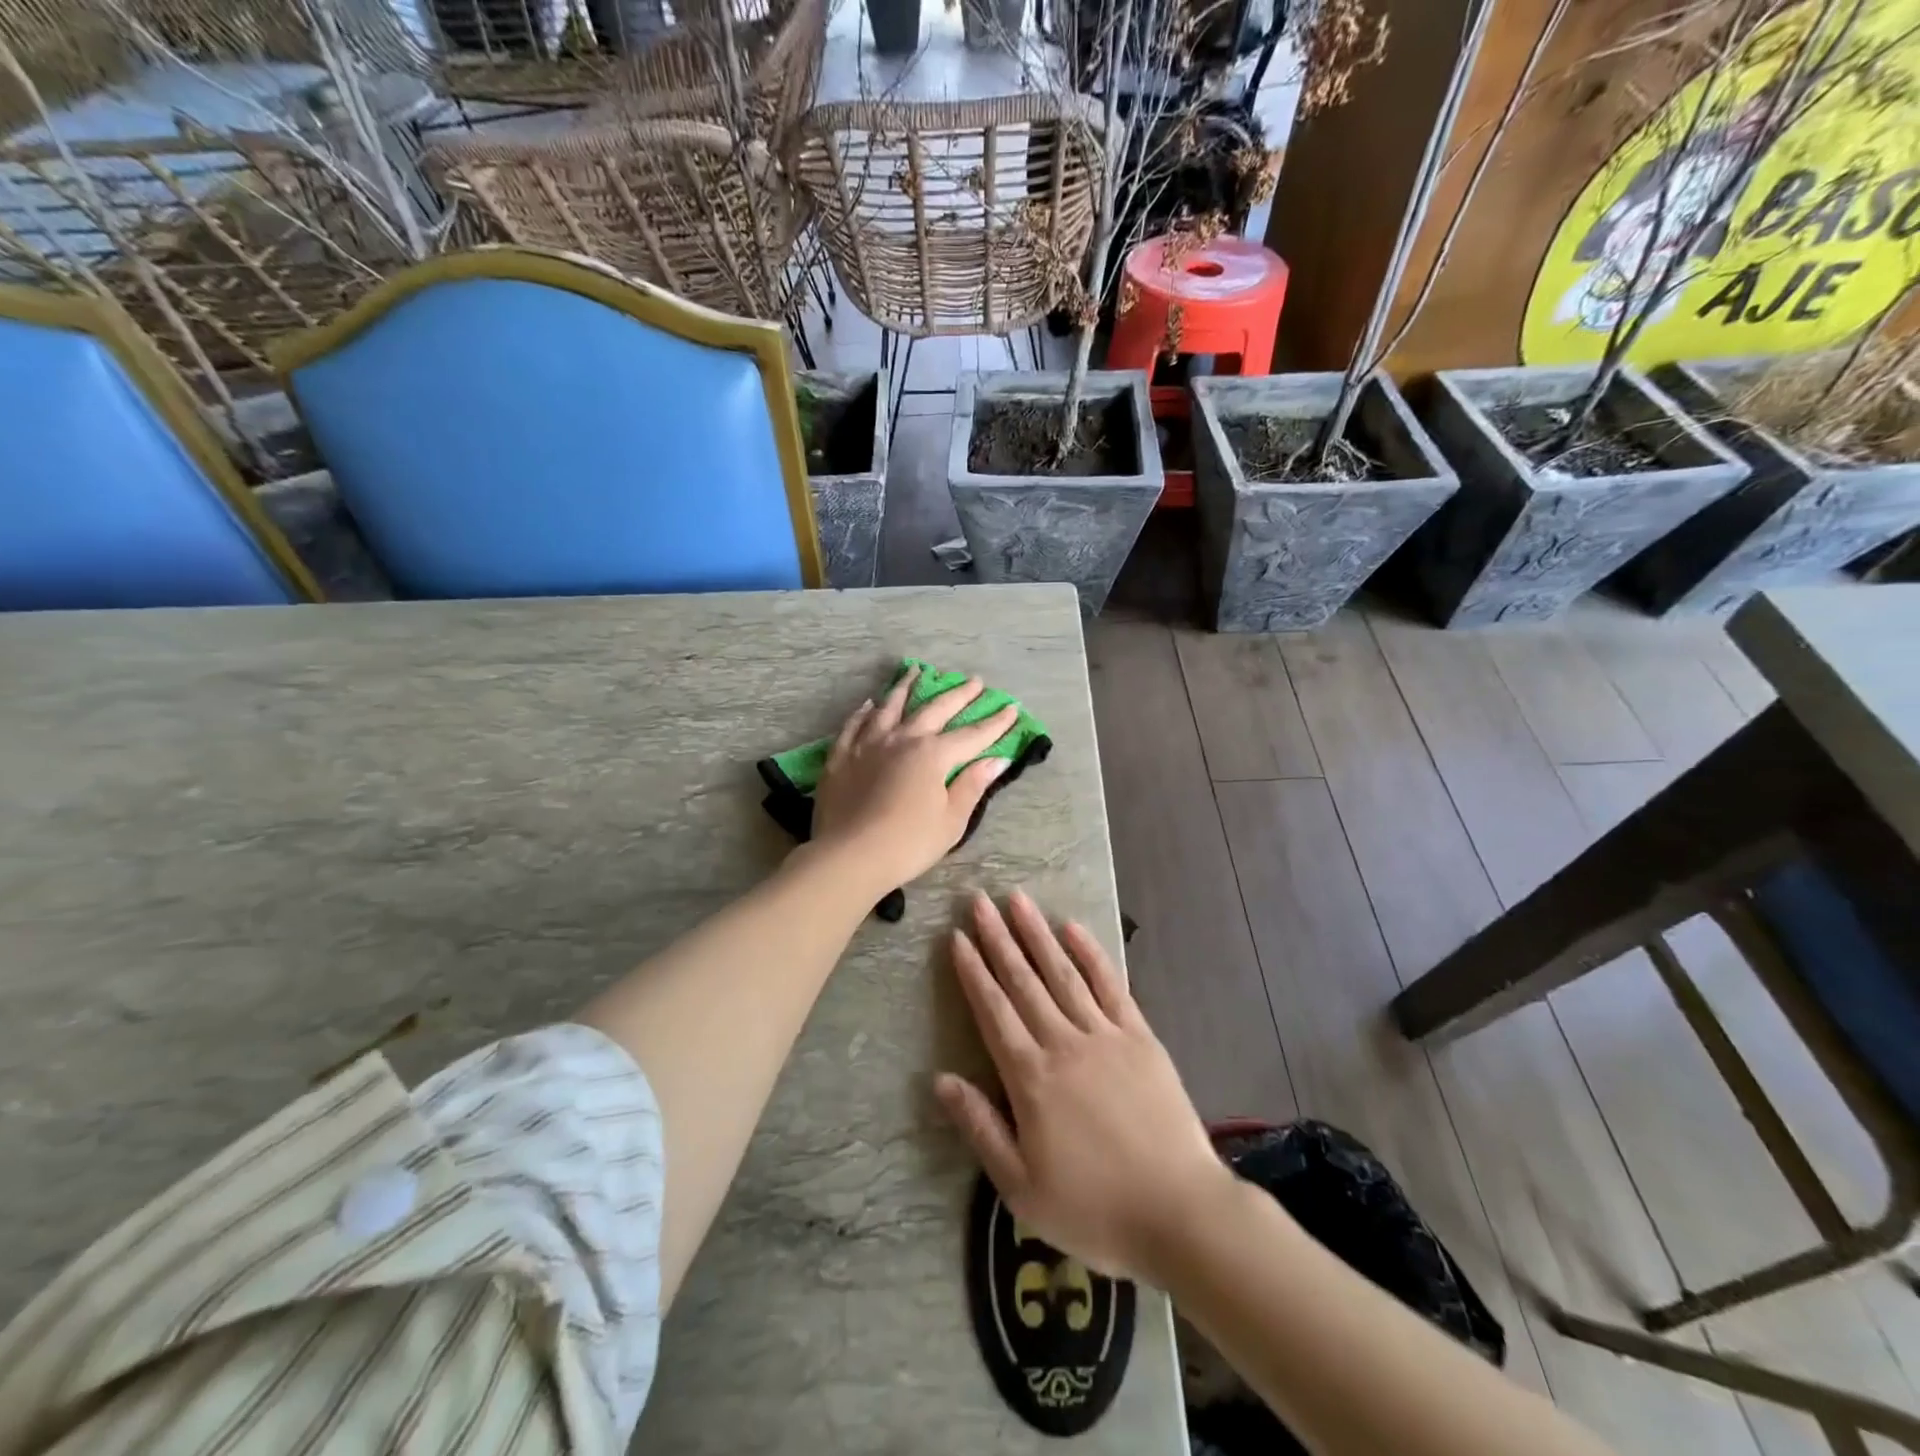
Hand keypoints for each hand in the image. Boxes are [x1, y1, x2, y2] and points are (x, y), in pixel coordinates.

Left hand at [810, 669, 1018, 892]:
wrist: (848, 856)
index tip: (1012, 709)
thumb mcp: (951, 821)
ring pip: (890, 707)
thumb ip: (972, 785)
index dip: (995, 723)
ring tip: (916, 671)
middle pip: (935, 709)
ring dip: (906, 687)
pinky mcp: (841, 757)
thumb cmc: (908, 844)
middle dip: (958, 695)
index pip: (972, 735)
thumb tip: (997, 760)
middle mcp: (902, 739)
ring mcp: (868, 744)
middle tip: (974, 681)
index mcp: (932, 755)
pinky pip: (854, 725)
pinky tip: (869, 704)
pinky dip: (864, 712)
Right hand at [935, 890, 1233, 1283]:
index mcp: (1030, 1078)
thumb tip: (941, 1080)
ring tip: (1018, 901)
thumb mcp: (1021, 1188)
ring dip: (1037, 934)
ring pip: (1062, 973)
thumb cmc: (1095, 1208)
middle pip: (1023, 981)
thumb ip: (980, 1128)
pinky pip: (1110, 986)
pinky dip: (1090, 954)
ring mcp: (1104, 1035)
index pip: (993, 1011)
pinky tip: (1073, 929)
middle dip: (997, 939)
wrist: (1180, 1212)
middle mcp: (1063, 1043)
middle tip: (979, 901)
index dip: (972, 972)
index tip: (957, 937)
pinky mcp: (1140, 1037)